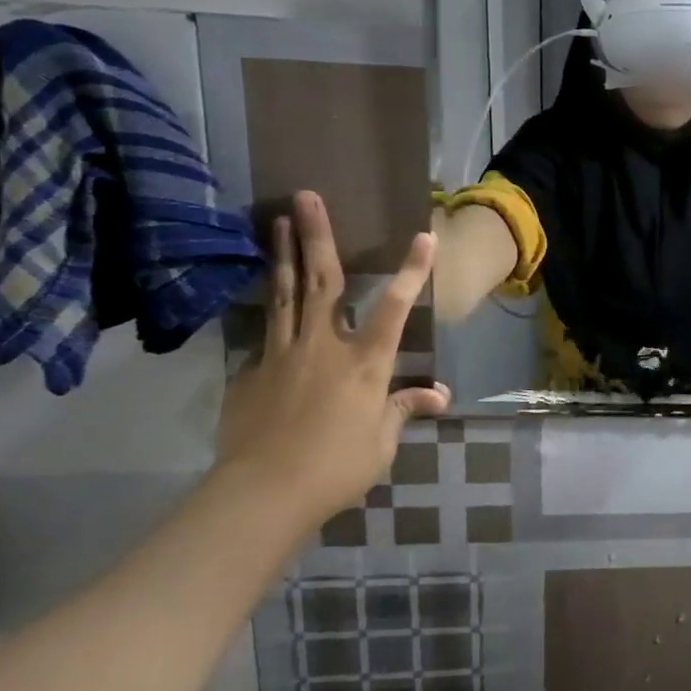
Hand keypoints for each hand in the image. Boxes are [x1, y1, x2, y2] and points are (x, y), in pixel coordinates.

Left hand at [215, 191, 451, 525]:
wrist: (261, 494)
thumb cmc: (336, 467)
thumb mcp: (382, 442)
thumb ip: (405, 410)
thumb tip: (439, 396)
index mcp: (365, 363)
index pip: (395, 307)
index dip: (411, 271)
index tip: (424, 237)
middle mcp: (324, 346)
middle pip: (322, 281)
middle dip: (317, 235)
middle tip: (305, 196)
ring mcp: (281, 355)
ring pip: (284, 295)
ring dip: (283, 255)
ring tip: (276, 221)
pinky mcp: (250, 373)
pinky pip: (265, 336)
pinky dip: (270, 315)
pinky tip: (267, 303)